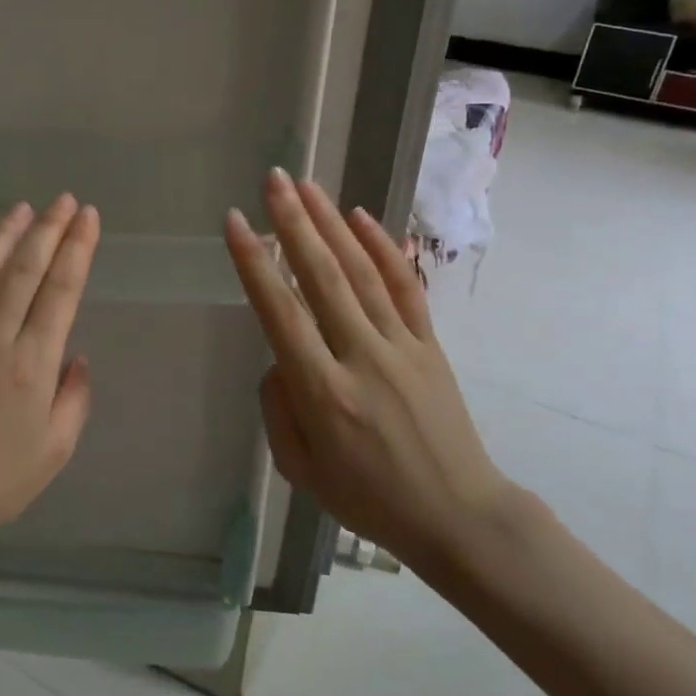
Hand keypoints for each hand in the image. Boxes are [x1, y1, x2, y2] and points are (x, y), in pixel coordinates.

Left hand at [0, 194, 100, 572]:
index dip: (78, 249)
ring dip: (1, 236)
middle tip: (65, 201)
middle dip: (48, 231)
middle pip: (24, 271)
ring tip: (21, 208)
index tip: (88, 218)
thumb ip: (73, 400)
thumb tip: (76, 356)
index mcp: (31, 365)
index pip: (61, 291)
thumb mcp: (54, 453)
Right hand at [223, 169, 514, 580]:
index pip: (281, 314)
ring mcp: (401, 347)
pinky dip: (383, 249)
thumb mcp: (300, 469)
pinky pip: (404, 287)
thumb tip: (279, 357)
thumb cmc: (369, 499)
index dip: (255, 263)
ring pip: (361, 273)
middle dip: (294, 223)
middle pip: (322, 278)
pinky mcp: (429, 345)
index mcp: (323, 393)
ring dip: (331, 224)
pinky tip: (361, 218)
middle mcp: (361, 358)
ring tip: (307, 185)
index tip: (237, 221)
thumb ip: (277, 408)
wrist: (459, 516)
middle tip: (273, 179)